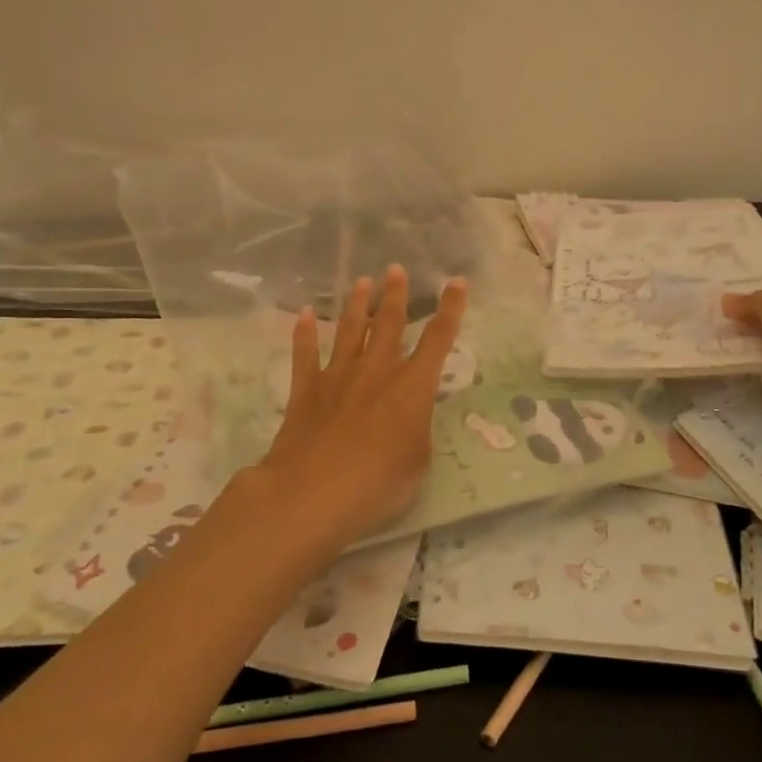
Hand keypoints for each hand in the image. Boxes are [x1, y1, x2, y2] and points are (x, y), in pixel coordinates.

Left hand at [250, 264, 468, 553]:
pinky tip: (305, 314)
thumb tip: (410, 416)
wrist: (314, 492)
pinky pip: (305, 353)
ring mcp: (338, 376)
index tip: (457, 282)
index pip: (439, 339)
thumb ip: (417, 430)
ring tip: (361, 282)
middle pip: (389, 323)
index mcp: (413, 386)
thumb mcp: (418, 461)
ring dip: (356, 304)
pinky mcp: (306, 390)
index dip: (451, 308)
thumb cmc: (379, 483)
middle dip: (395, 294)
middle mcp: (377, 370)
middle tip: (395, 269)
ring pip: (350, 330)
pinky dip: (304, 332)